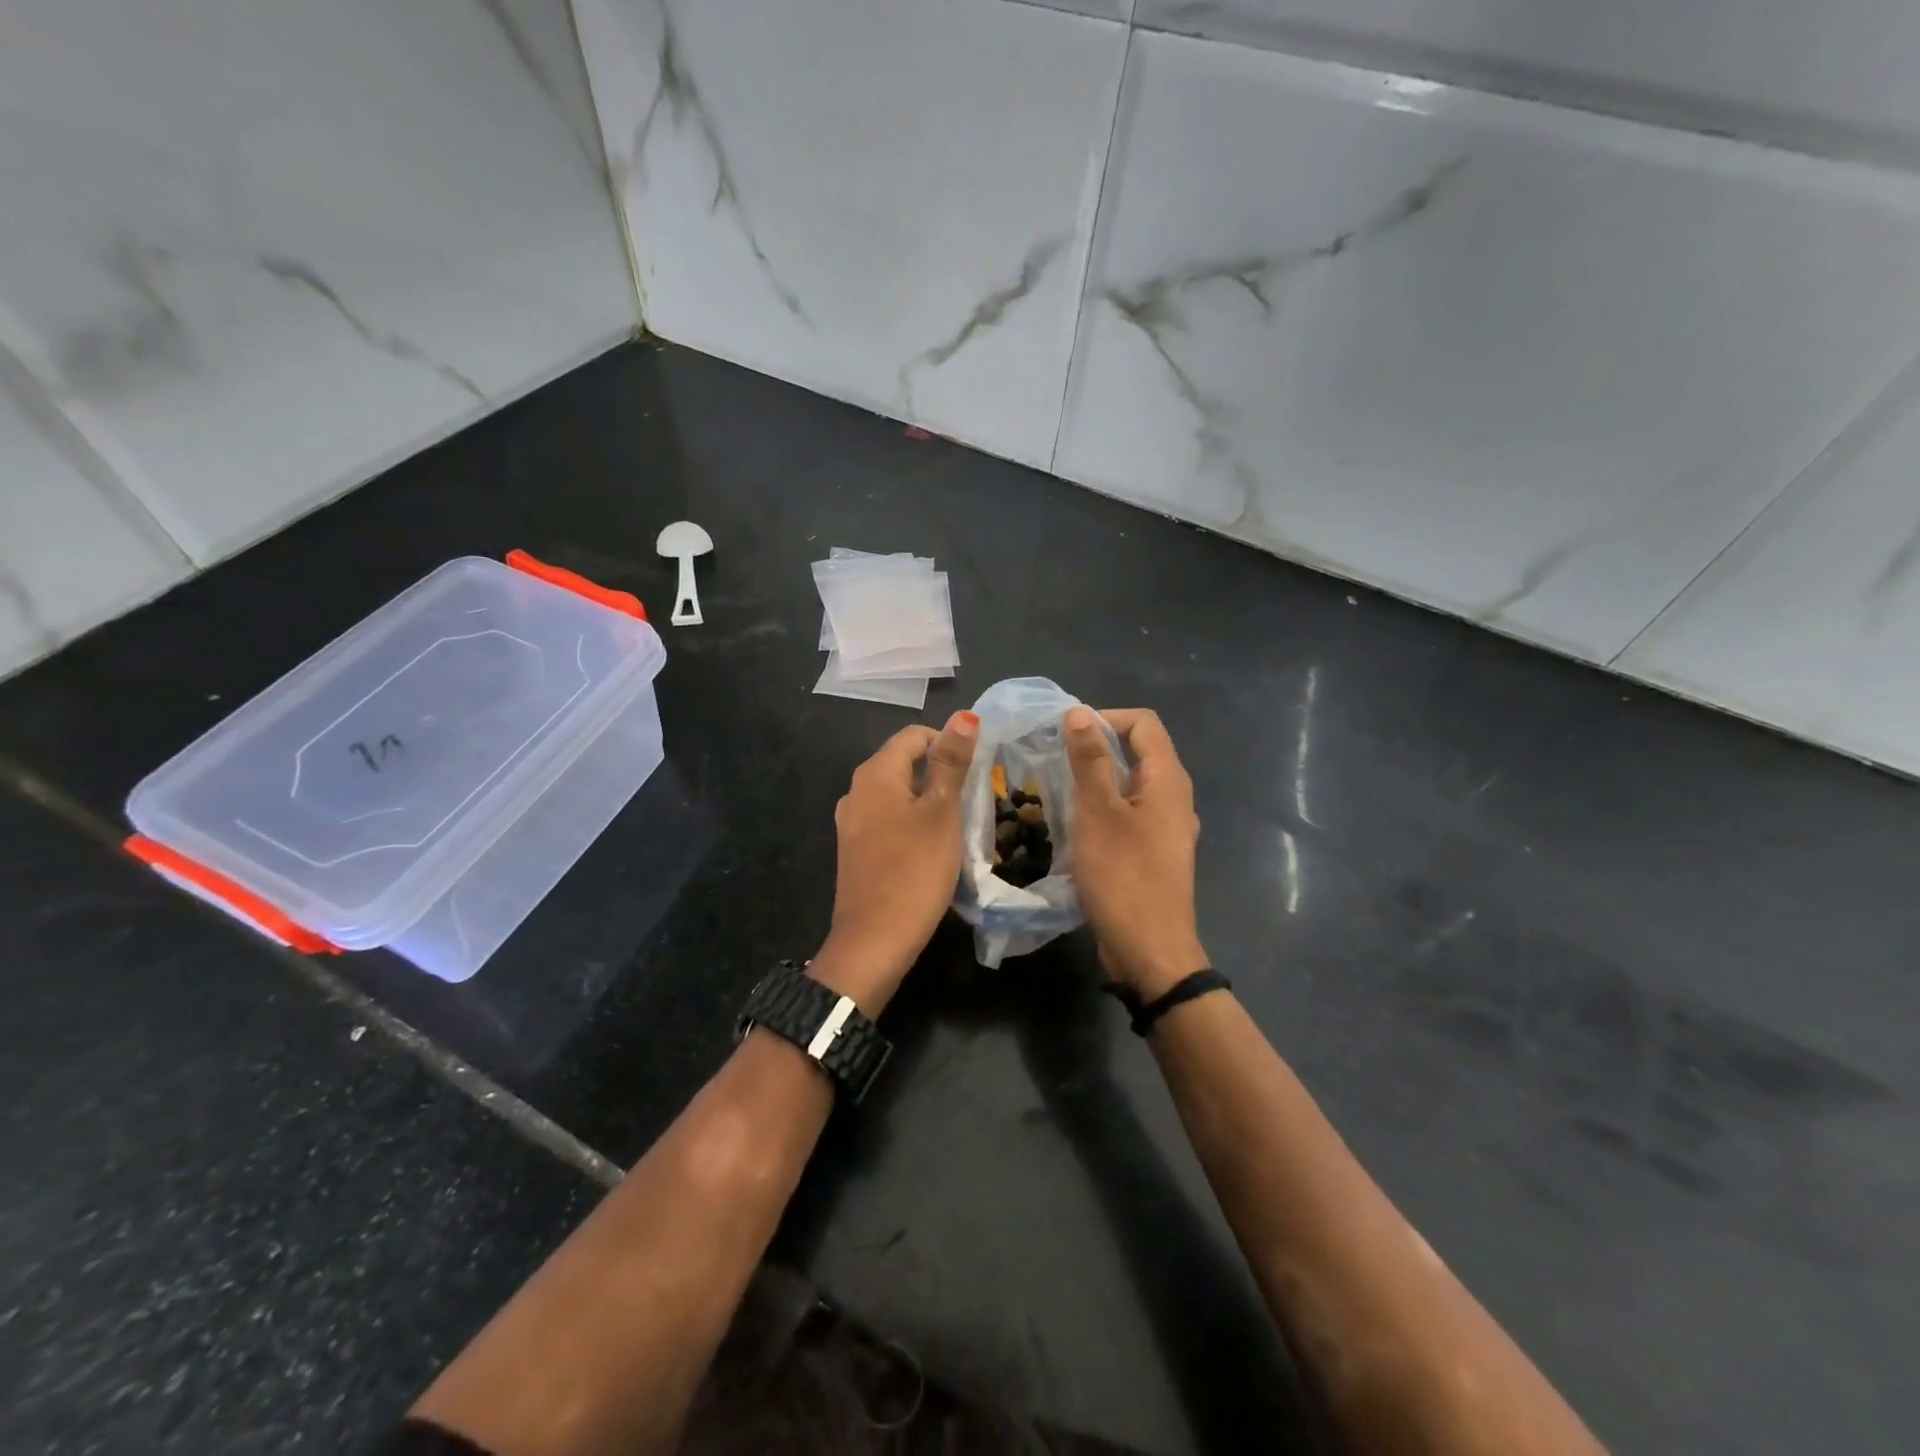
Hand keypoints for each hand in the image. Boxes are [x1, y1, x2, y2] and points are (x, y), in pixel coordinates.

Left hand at [811, 712, 978, 1015]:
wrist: (874, 941)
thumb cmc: (914, 870)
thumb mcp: (942, 812)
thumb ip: (951, 762)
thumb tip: (963, 715)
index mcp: (875, 774)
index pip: (914, 736)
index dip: (948, 744)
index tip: (976, 771)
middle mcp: (856, 791)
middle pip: (904, 763)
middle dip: (940, 773)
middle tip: (973, 799)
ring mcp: (852, 822)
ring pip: (897, 793)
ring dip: (928, 800)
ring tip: (958, 823)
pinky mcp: (855, 849)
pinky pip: (887, 819)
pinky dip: (912, 822)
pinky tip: (932, 847)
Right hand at [1064, 706, 1207, 999]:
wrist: (1150, 951)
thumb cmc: (1123, 877)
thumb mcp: (1098, 814)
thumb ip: (1090, 761)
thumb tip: (1079, 713)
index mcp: (1169, 781)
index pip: (1143, 724)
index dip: (1105, 718)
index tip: (1066, 733)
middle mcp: (1175, 798)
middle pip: (1139, 751)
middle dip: (1097, 747)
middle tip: (1053, 758)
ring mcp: (1167, 827)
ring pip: (1131, 785)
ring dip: (1097, 779)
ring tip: (1058, 788)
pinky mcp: (1155, 852)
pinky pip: (1129, 813)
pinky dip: (1104, 807)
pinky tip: (1075, 824)